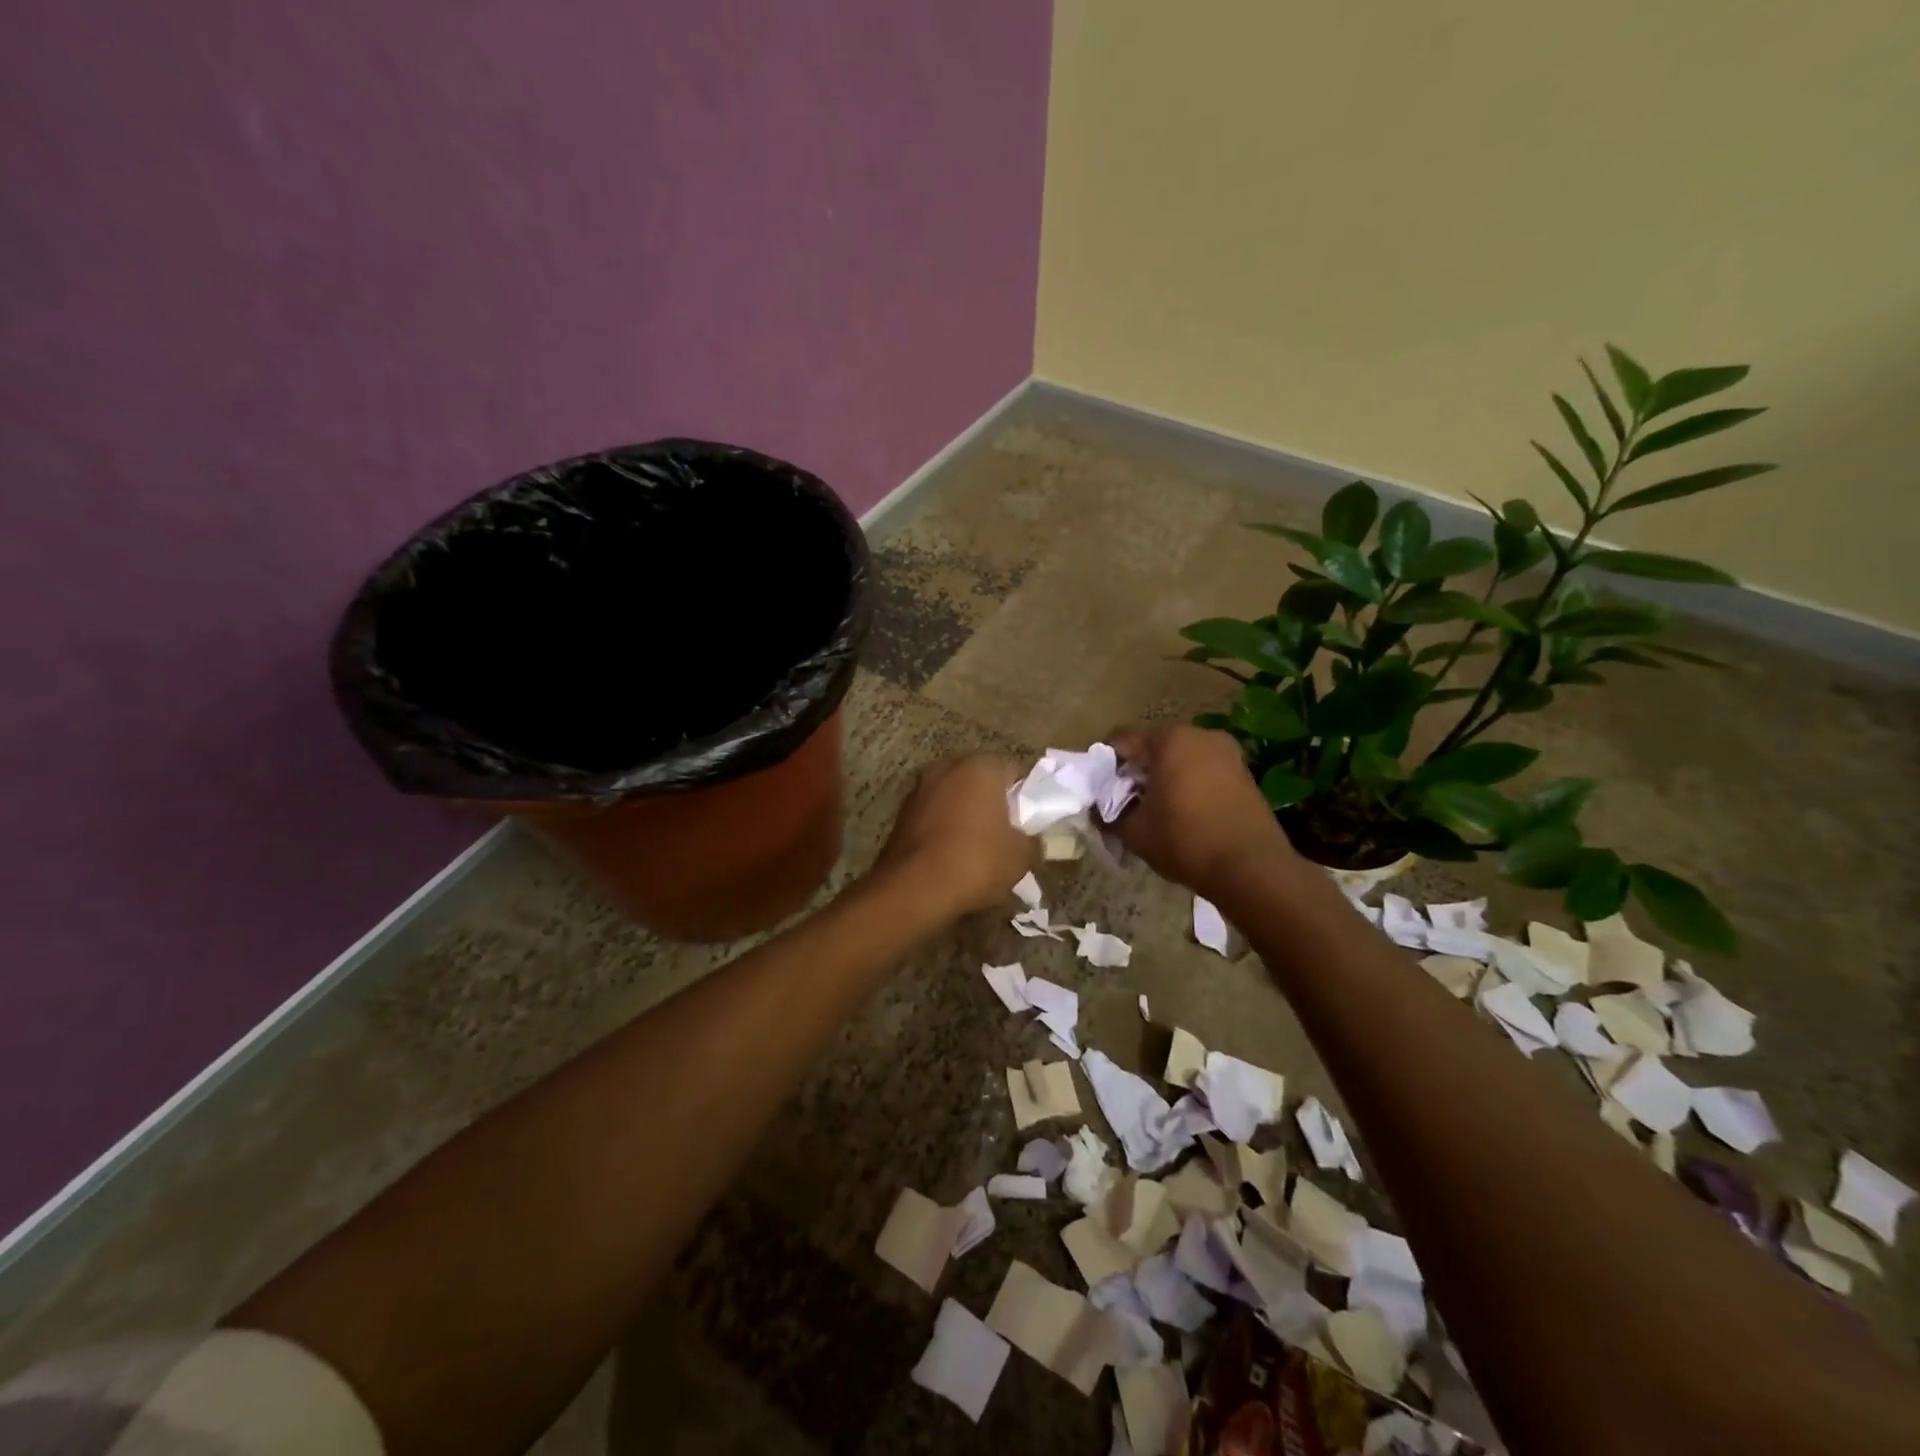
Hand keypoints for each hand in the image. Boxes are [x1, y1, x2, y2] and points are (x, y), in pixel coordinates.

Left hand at [872, 755, 1035, 921]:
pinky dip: (942, 829)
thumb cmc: (976, 861)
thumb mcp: (1021, 857)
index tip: (1026, 823)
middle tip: (1003, 835)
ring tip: (975, 850)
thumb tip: (1031, 841)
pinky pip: (932, 816)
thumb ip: (1032, 842)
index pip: (1012, 772)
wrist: (914, 889)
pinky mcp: (900, 813)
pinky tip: (949, 857)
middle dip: (991, 803)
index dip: (1023, 798)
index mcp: (979, 767)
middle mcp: (946, 768)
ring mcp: (918, 789)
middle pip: (979, 782)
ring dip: (964, 816)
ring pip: (953, 798)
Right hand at [1110, 725, 1299, 894]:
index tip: (1101, 791)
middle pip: (1155, 748)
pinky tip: (1185, 815)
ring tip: (1156, 812)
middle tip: (1126, 803)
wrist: (1251, 867)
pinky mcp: (1245, 775)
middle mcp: (1201, 736)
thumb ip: (1109, 814)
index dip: (1107, 766)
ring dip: (1165, 779)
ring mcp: (1228, 754)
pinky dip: (1190, 786)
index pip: (1124, 741)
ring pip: (1182, 760)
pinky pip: (1205, 773)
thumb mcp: (1134, 831)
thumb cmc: (1185, 840)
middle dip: (1138, 772)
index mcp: (1170, 739)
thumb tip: (1098, 810)